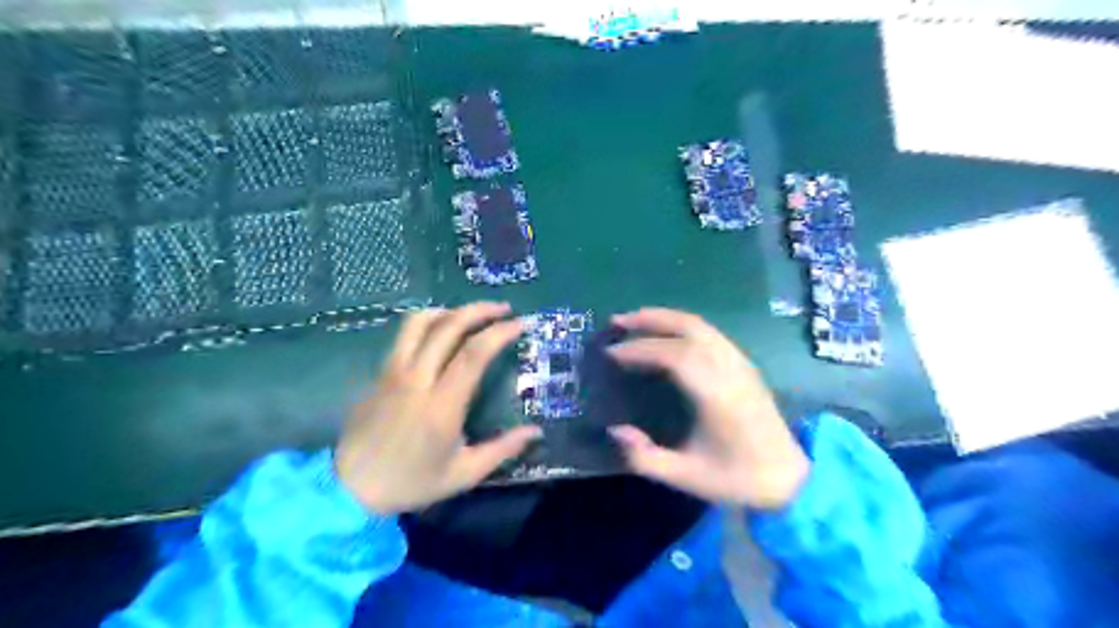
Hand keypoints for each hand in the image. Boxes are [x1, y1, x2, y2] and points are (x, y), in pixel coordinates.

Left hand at [332, 301, 542, 514]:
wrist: (349, 489)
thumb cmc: (411, 482)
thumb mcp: (463, 474)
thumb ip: (502, 450)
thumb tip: (536, 432)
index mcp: (441, 405)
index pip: (474, 354)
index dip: (499, 333)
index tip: (519, 324)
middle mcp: (416, 379)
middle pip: (448, 327)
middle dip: (480, 310)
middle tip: (503, 309)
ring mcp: (393, 373)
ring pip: (419, 323)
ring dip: (449, 311)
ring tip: (469, 315)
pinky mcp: (379, 374)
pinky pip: (404, 337)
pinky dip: (428, 325)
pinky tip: (440, 334)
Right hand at [610, 308, 810, 508]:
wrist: (788, 477)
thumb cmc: (735, 478)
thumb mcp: (685, 477)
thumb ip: (644, 457)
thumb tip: (614, 430)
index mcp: (717, 396)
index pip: (674, 356)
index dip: (640, 349)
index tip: (610, 353)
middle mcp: (730, 370)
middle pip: (689, 328)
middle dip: (649, 320)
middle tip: (617, 322)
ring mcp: (740, 363)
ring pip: (700, 325)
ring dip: (664, 318)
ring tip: (634, 321)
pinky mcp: (744, 364)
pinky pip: (710, 333)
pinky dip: (681, 326)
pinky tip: (665, 334)